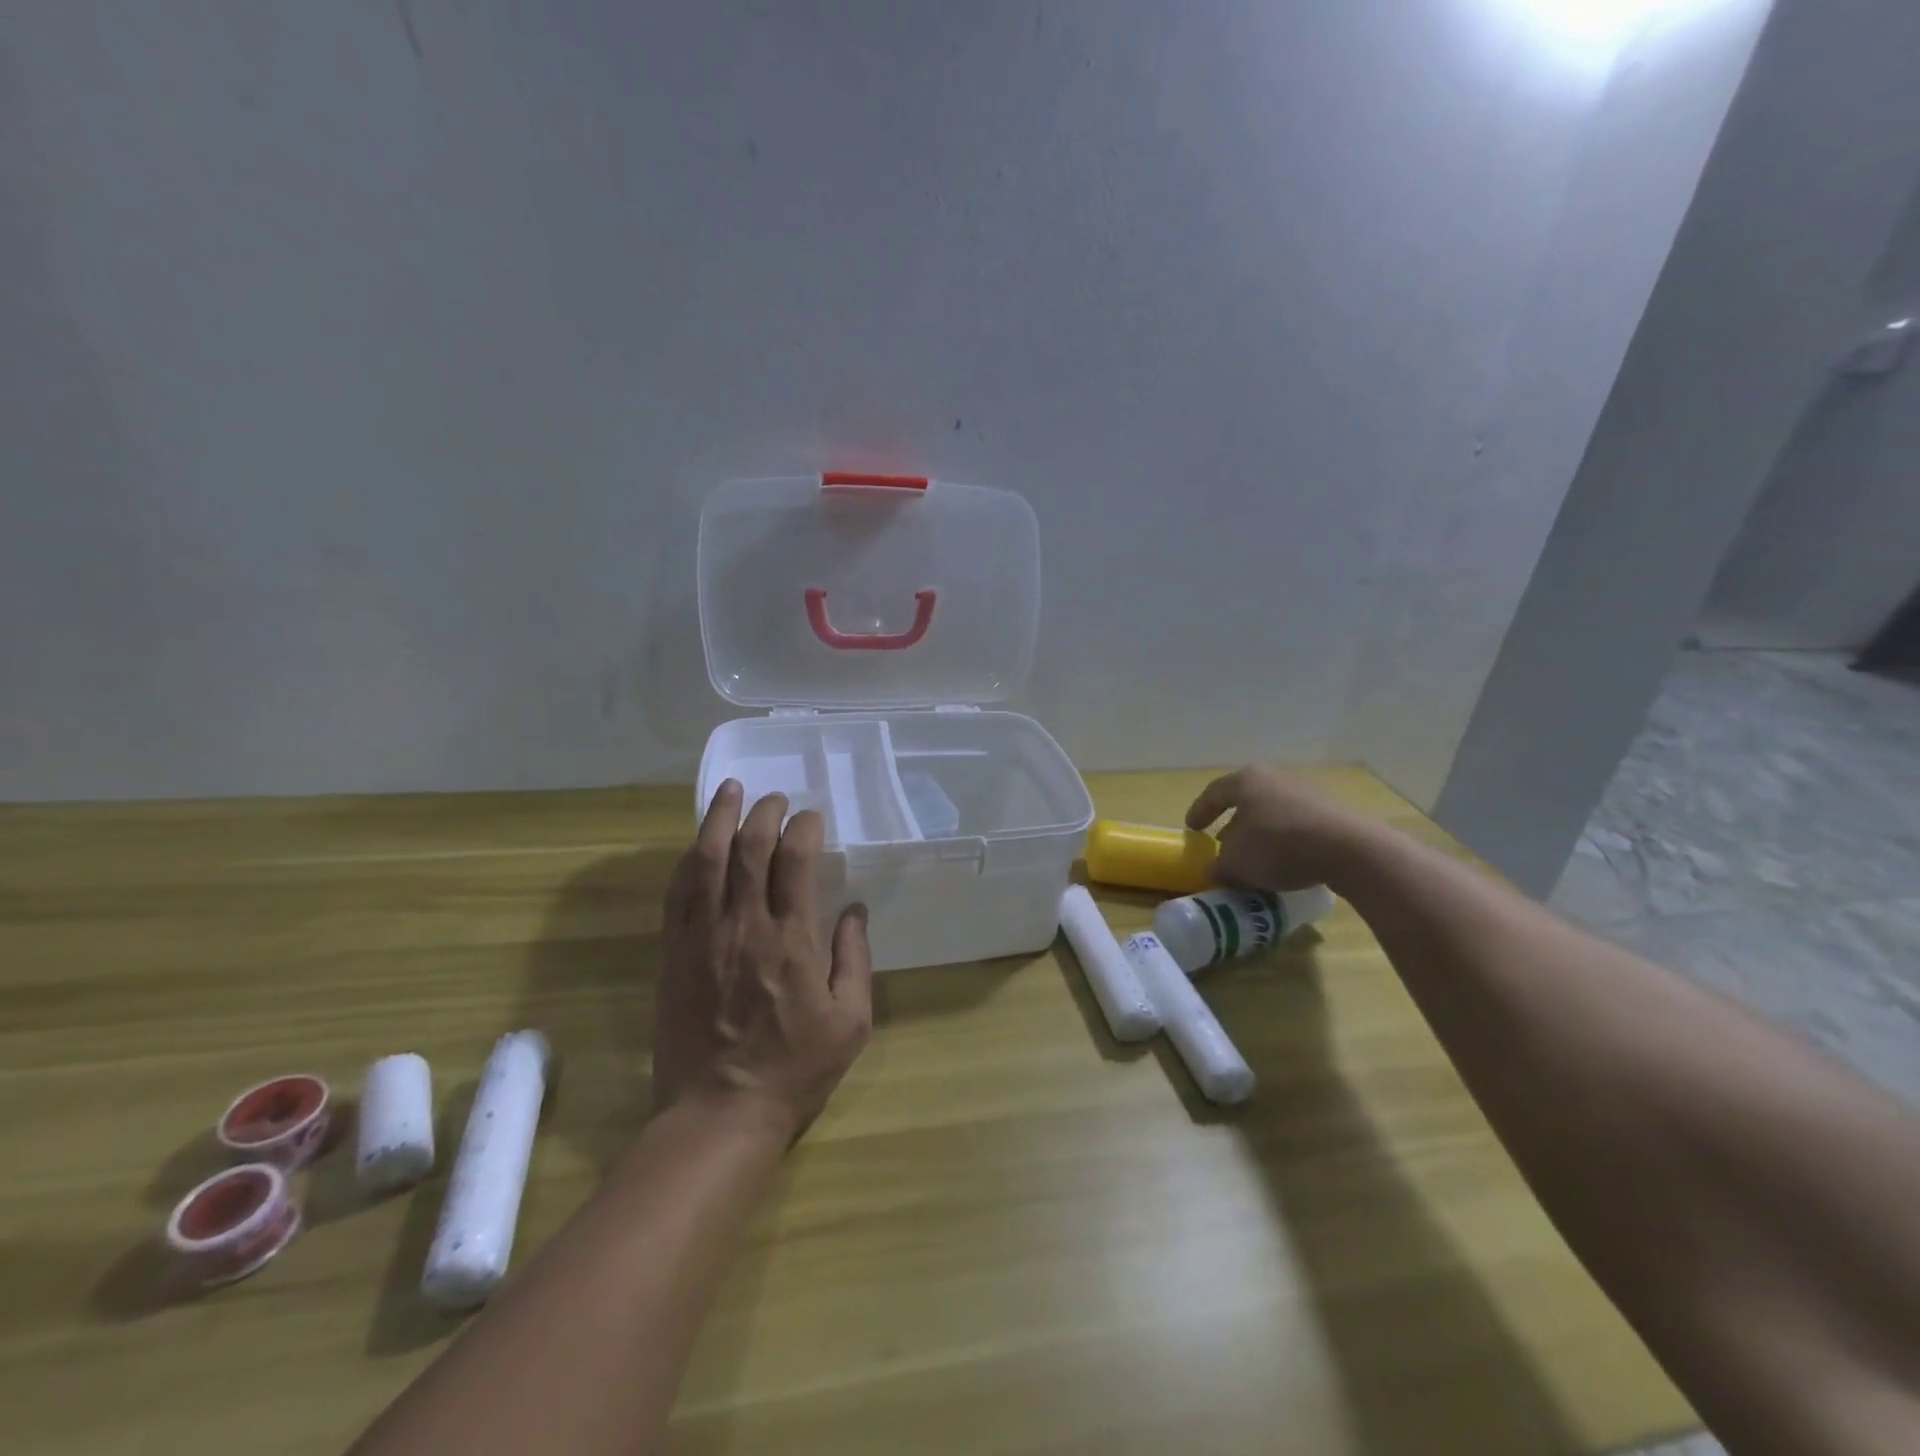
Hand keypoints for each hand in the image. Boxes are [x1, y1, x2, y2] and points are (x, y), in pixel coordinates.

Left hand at [653, 780, 872, 1142]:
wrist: (718, 1113)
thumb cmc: (794, 1069)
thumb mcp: (850, 1022)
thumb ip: (855, 960)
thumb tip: (855, 911)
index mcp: (791, 940)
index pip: (795, 861)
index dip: (803, 828)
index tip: (812, 818)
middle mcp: (744, 926)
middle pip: (750, 849)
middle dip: (764, 812)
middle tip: (775, 798)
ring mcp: (702, 937)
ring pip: (707, 861)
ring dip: (719, 819)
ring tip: (731, 791)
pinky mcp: (673, 953)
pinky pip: (677, 893)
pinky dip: (688, 860)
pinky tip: (698, 845)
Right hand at [1185, 767, 1375, 892]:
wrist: (1349, 850)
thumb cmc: (1278, 846)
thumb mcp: (1237, 863)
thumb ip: (1220, 866)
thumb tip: (1217, 870)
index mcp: (1246, 780)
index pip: (1214, 793)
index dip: (1199, 811)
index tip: (1191, 829)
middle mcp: (1275, 778)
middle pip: (1245, 801)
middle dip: (1232, 824)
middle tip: (1222, 844)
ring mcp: (1306, 791)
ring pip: (1272, 812)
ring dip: (1260, 834)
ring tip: (1254, 858)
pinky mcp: (1331, 810)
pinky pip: (1296, 824)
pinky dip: (1284, 840)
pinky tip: (1284, 861)